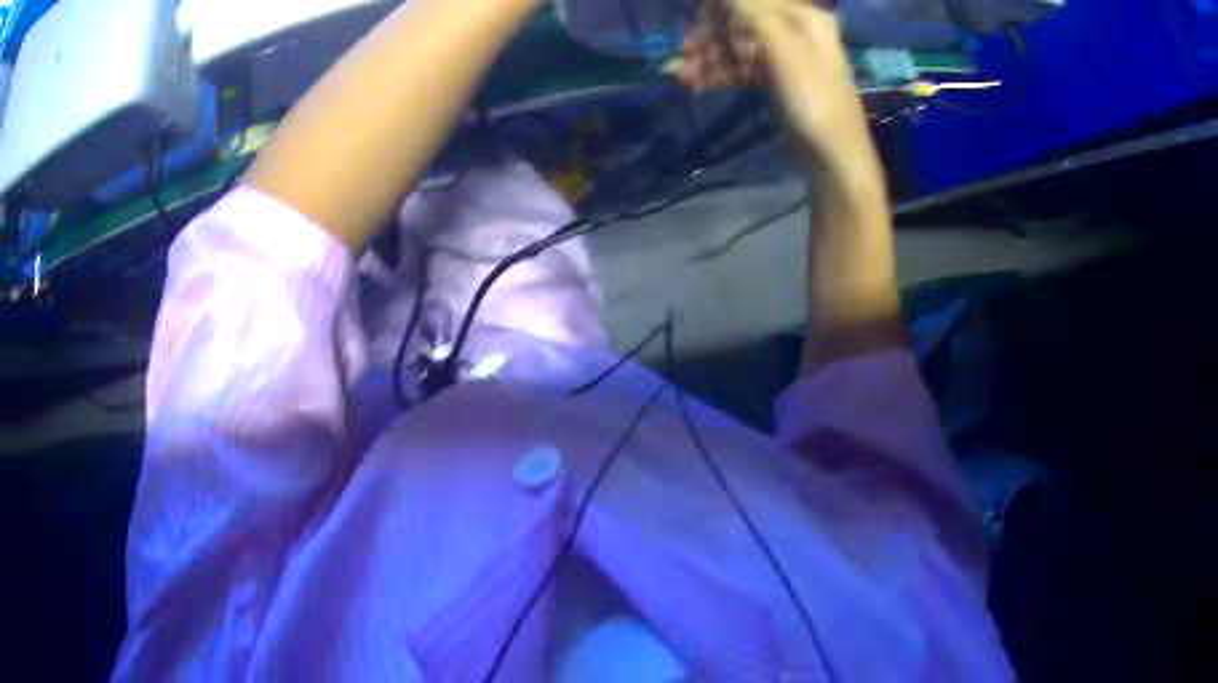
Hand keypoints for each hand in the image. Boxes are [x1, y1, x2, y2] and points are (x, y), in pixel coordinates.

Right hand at [674, 0, 873, 170]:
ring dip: (708, 57)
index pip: (747, 0)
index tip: (696, 30)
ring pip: (735, 45)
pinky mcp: (774, 78)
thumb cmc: (814, 100)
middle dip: (709, 35)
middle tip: (685, 57)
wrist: (833, 158)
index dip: (717, 10)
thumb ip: (751, 10)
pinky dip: (718, 73)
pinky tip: (696, 83)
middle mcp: (793, 29)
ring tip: (686, 77)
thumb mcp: (783, 48)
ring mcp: (783, 54)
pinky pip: (739, 66)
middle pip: (738, 20)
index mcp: (802, 16)